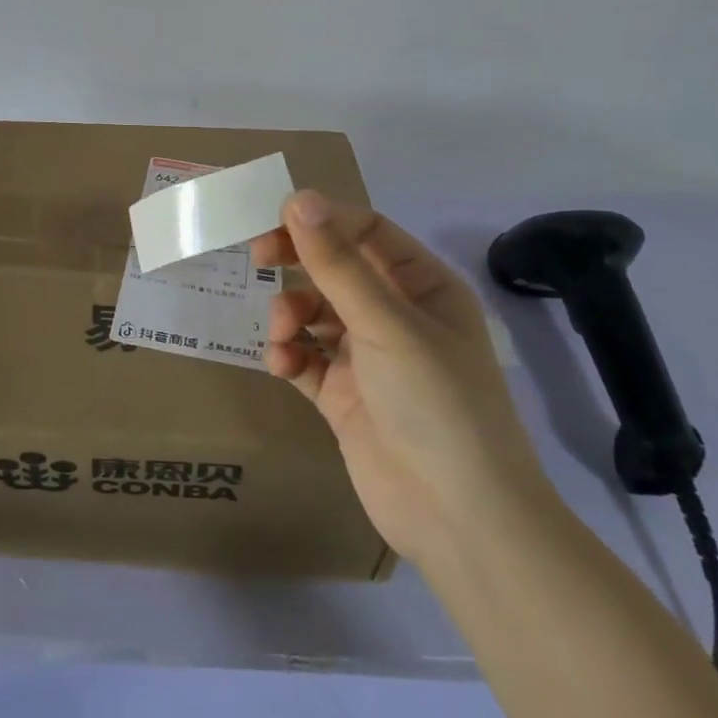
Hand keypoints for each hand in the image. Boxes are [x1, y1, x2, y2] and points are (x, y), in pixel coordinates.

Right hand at [252, 190, 551, 569]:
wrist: (459, 519)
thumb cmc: (436, 403)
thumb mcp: (386, 324)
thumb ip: (337, 263)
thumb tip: (298, 198)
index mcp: (422, 286)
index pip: (366, 231)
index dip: (320, 221)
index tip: (272, 221)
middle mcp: (395, 314)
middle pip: (334, 267)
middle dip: (297, 262)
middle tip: (257, 259)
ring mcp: (368, 356)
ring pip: (313, 311)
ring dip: (290, 314)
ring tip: (283, 334)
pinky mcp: (343, 395)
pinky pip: (305, 357)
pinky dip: (289, 354)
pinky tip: (282, 364)